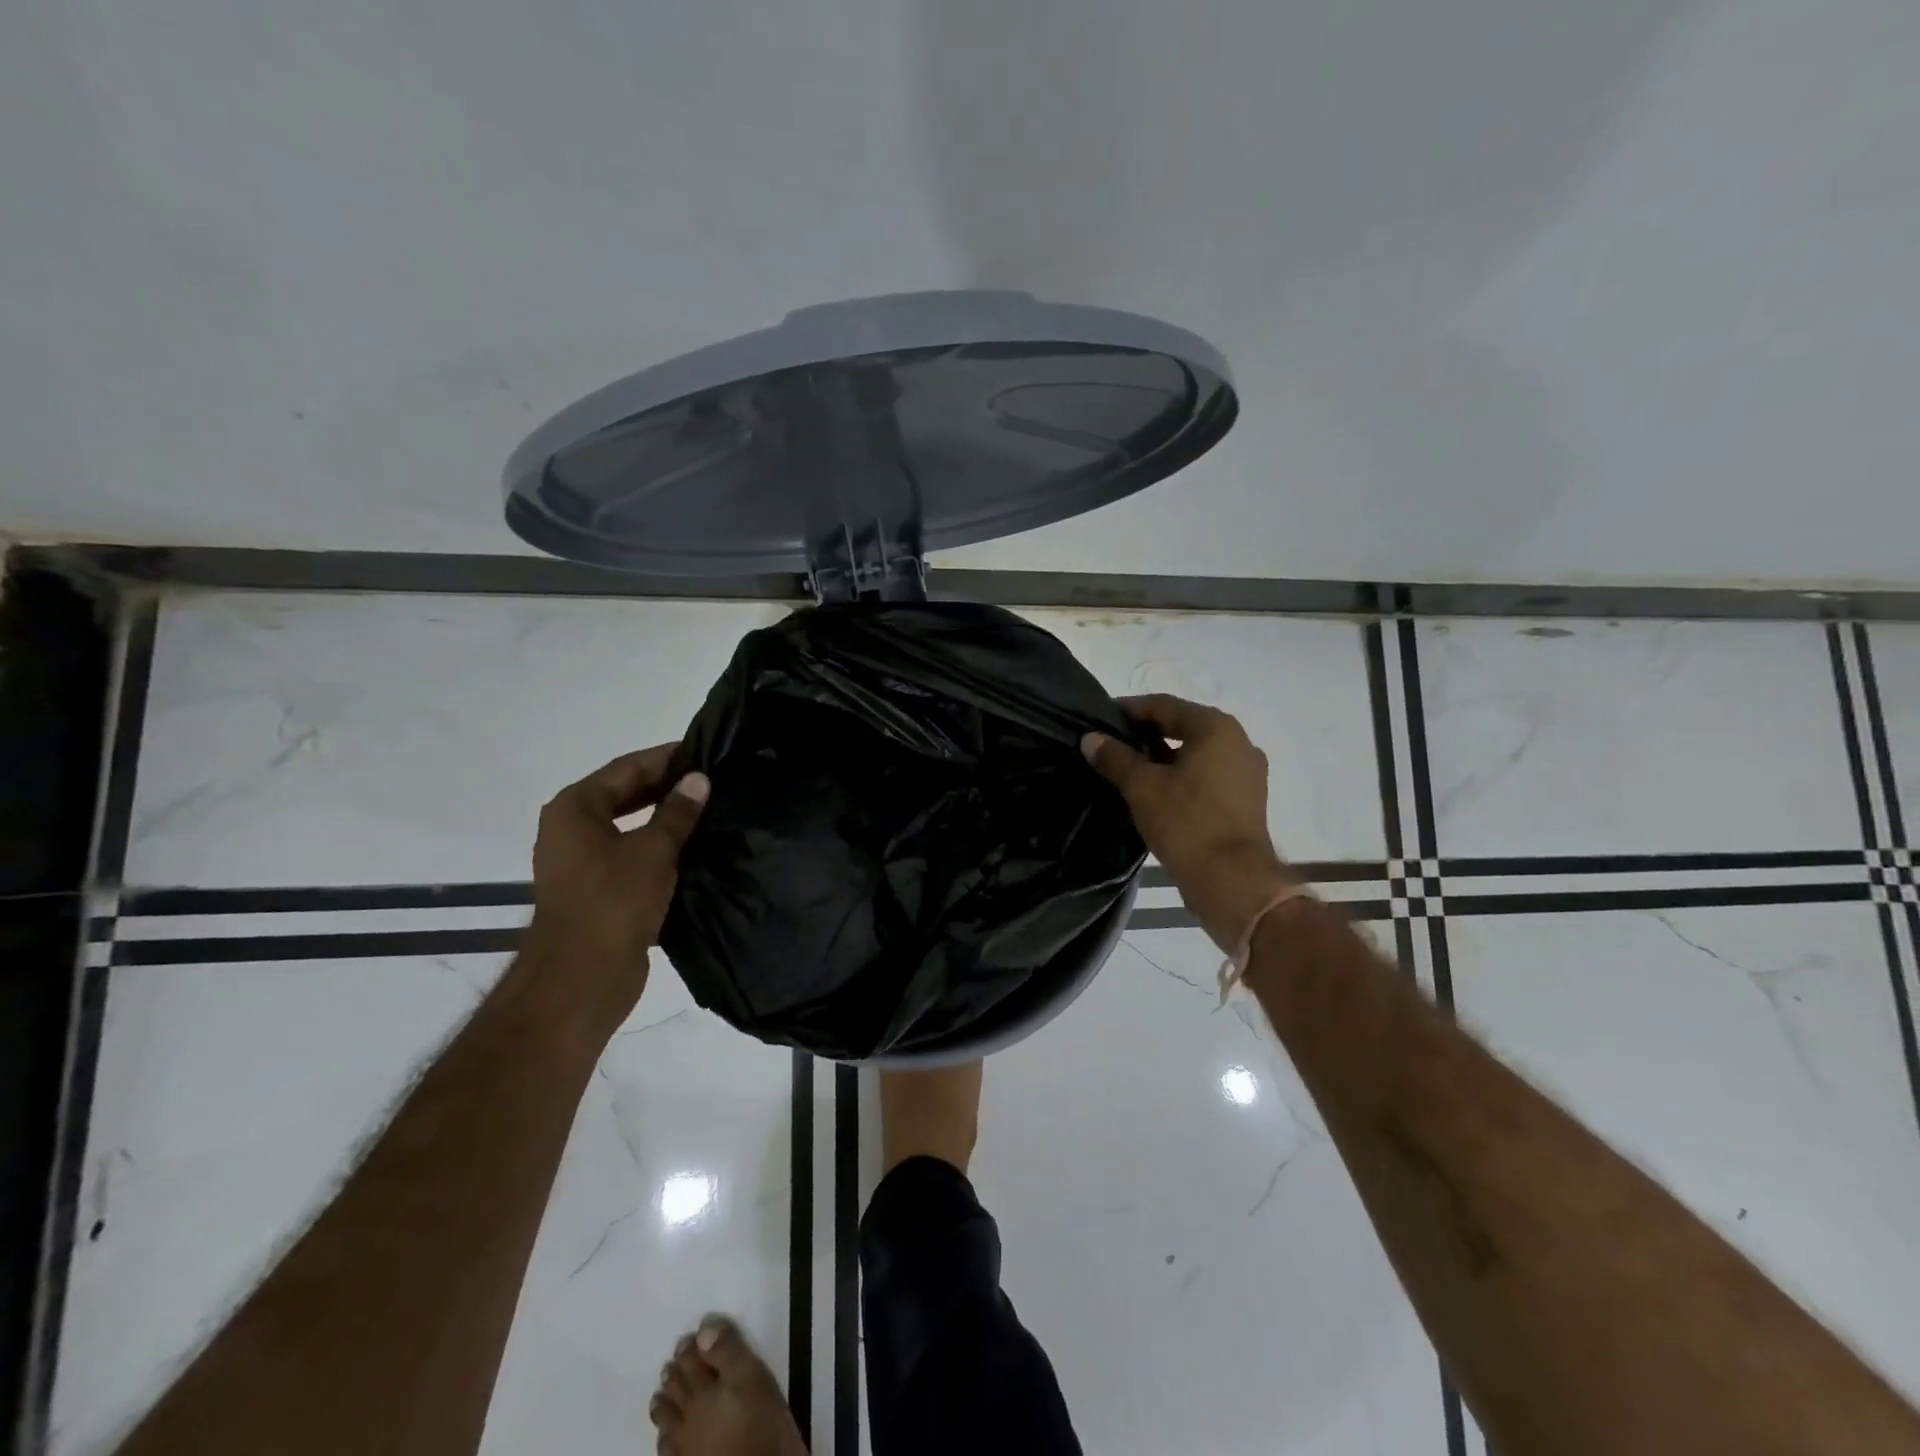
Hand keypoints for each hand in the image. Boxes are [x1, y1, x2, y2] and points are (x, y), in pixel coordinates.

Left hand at [527, 744, 708, 1016]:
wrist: (582, 977)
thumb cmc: (614, 901)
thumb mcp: (654, 849)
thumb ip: (677, 812)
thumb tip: (698, 779)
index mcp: (575, 808)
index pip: (626, 768)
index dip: (665, 757)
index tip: (702, 750)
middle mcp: (570, 828)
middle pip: (623, 793)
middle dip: (665, 786)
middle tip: (709, 778)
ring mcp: (580, 861)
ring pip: (628, 825)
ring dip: (662, 816)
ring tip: (706, 808)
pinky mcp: (594, 889)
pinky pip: (629, 853)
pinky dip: (656, 845)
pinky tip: (691, 845)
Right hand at [1083, 694, 1298, 950]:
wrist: (1233, 881)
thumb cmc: (1186, 822)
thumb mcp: (1142, 787)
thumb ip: (1115, 757)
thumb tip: (1090, 738)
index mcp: (1216, 728)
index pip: (1164, 705)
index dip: (1130, 710)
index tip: (1102, 719)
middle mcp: (1239, 742)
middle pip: (1183, 727)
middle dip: (1146, 735)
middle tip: (1112, 745)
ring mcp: (1247, 773)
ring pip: (1196, 754)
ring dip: (1164, 758)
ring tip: (1130, 770)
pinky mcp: (1247, 800)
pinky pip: (1207, 777)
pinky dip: (1182, 778)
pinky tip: (1157, 793)